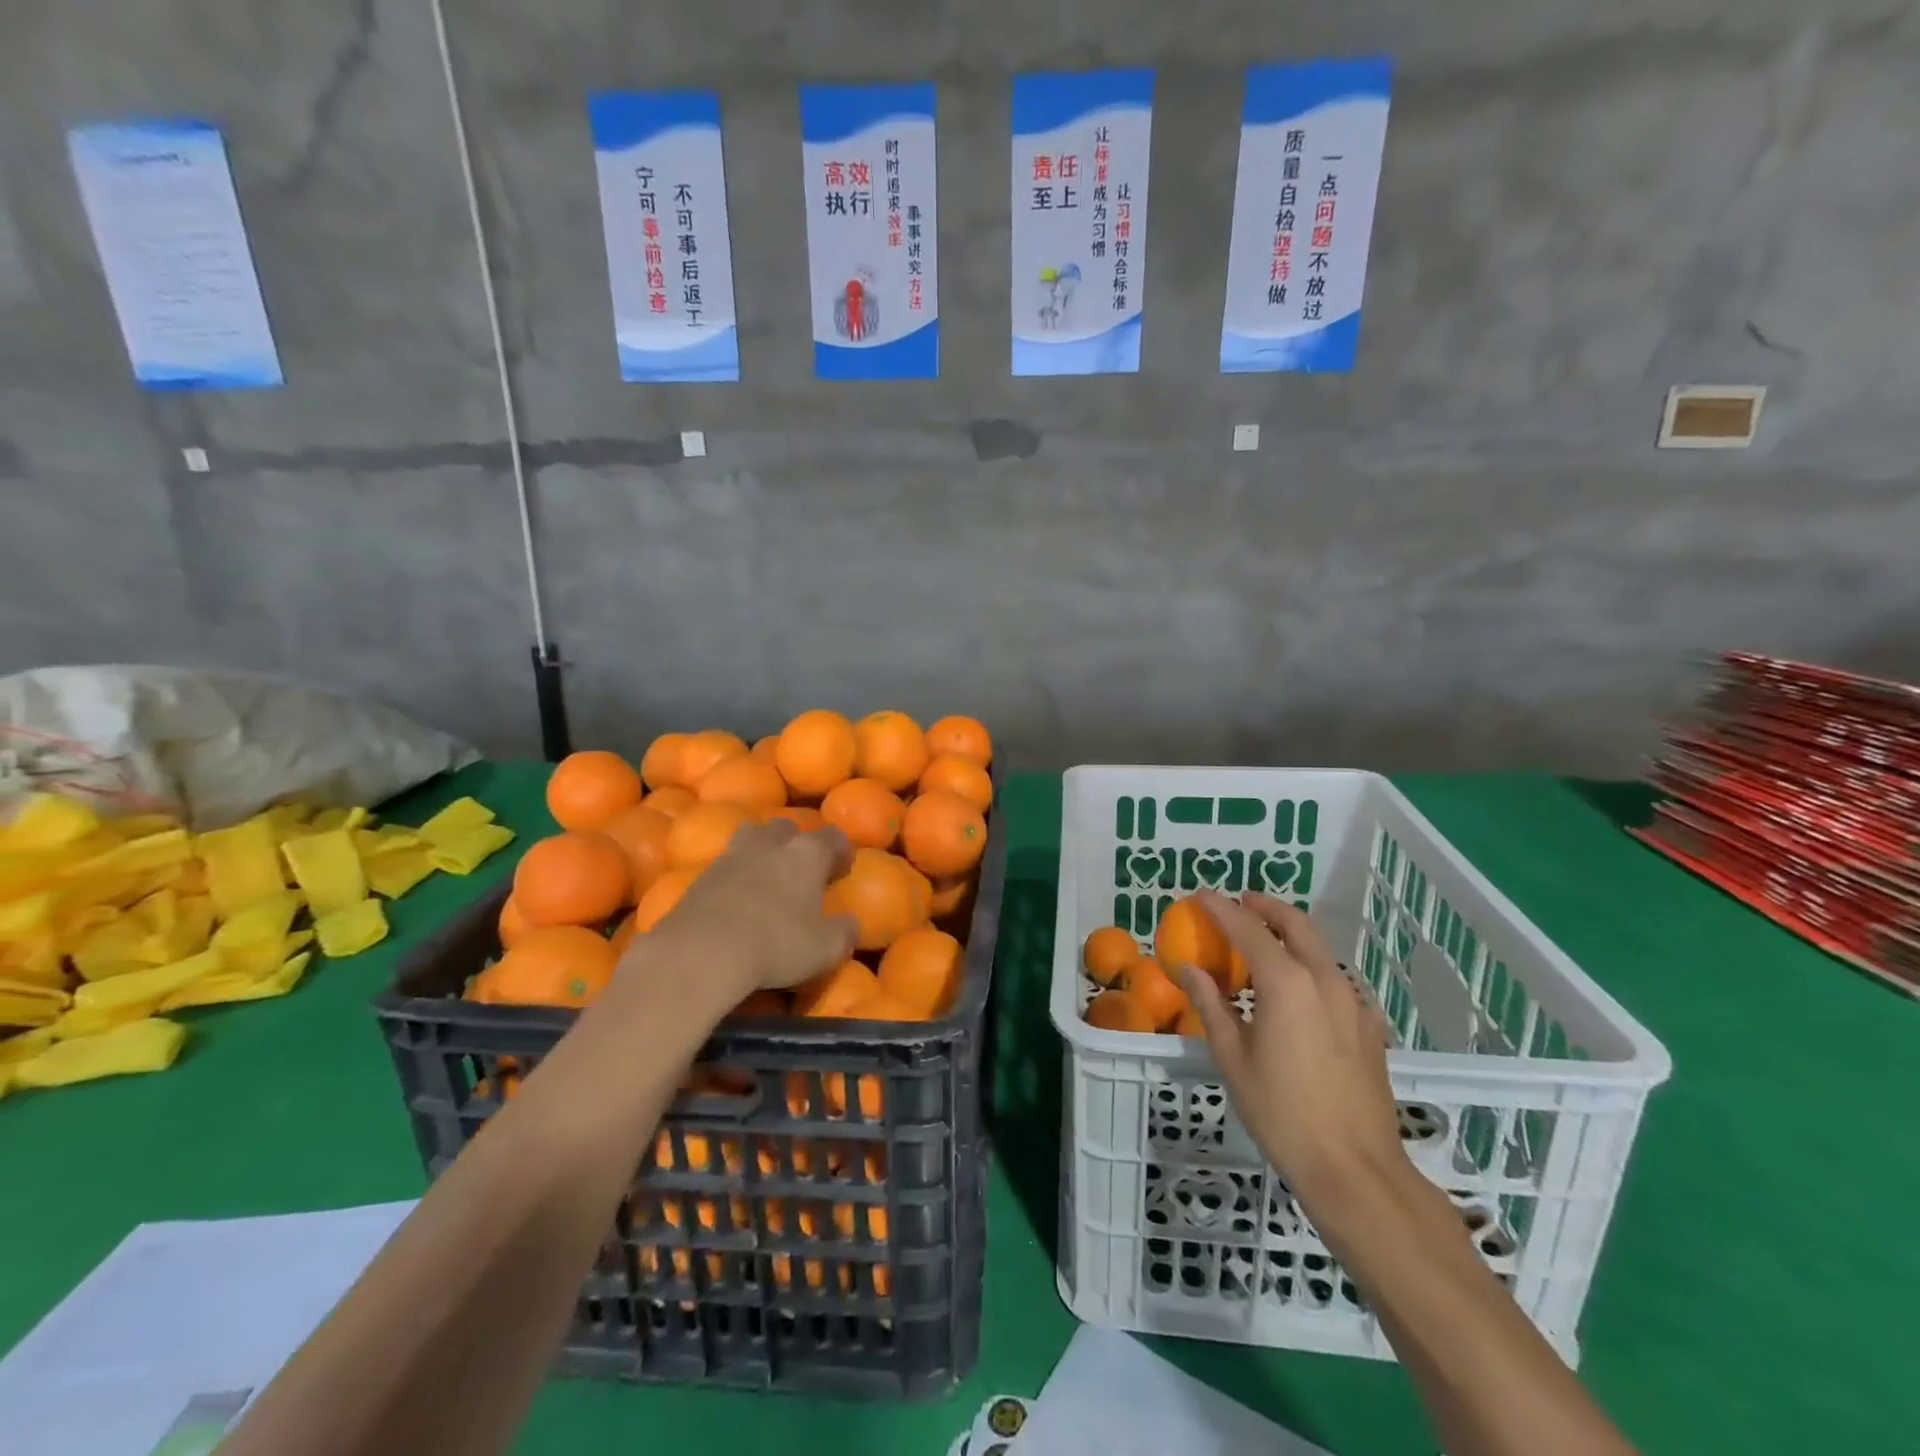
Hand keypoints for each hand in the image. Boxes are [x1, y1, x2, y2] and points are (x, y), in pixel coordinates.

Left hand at [647, 819, 856, 998]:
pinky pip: (725, 863)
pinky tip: (737, 899)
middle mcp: (771, 844)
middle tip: (802, 870)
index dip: (841, 850)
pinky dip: (735, 874)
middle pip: (787, 827)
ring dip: (762, 849)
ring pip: (752, 836)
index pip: (832, 836)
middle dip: (797, 842)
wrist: (701, 951)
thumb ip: (844, 933)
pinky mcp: (701, 874)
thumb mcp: (824, 949)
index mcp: (807, 854)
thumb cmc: (775, 945)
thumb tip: (851, 925)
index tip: (842, 870)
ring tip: (766, 876)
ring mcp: (732, 856)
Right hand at [1180, 891, 1409, 1221]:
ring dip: (1289, 934)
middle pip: (1295, 924)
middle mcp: (1324, 979)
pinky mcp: (1369, 1026)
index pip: (1248, 928)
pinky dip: (1310, 966)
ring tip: (1263, 943)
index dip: (1222, 908)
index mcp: (1286, 982)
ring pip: (1320, 949)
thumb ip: (1211, 1005)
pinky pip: (1335, 979)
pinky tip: (1297, 991)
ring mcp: (1354, 1002)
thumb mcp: (1233, 1059)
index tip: (1201, 895)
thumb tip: (1190, 969)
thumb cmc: (1282, 1113)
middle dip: (1266, 906)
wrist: (1356, 1170)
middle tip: (1240, 901)